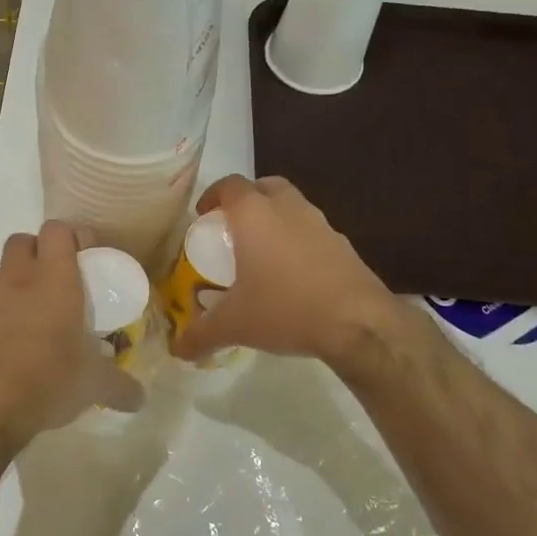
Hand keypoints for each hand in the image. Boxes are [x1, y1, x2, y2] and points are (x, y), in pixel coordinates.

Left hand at [0, 221, 142, 449]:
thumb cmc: (45, 382)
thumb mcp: (92, 385)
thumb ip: (120, 386)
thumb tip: (139, 397)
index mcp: (53, 279)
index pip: (58, 230)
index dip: (73, 235)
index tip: (87, 256)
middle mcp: (16, 278)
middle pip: (23, 240)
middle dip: (39, 251)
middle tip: (58, 278)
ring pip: (0, 270)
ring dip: (16, 279)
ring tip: (32, 311)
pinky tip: (8, 339)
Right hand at [172, 175, 431, 372]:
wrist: (358, 323)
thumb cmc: (286, 308)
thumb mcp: (235, 325)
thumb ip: (201, 334)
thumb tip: (178, 350)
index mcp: (255, 214)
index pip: (229, 185)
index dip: (212, 195)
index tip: (203, 215)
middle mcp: (288, 208)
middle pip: (264, 187)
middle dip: (247, 200)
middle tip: (233, 227)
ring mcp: (321, 224)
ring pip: (293, 206)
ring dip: (275, 218)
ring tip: (262, 252)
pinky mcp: (344, 245)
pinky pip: (313, 231)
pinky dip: (298, 241)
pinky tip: (293, 274)